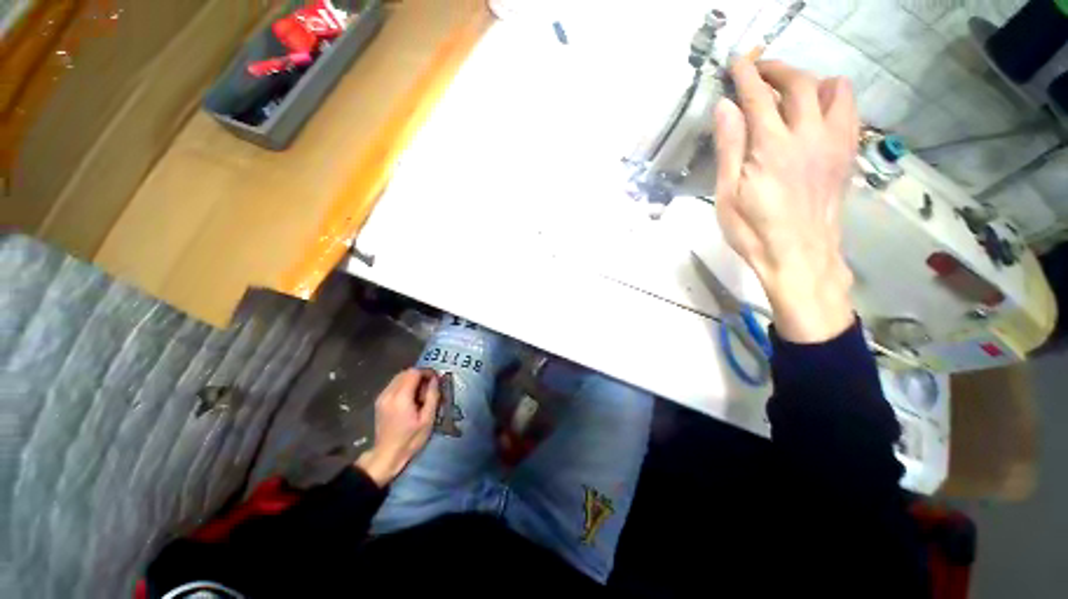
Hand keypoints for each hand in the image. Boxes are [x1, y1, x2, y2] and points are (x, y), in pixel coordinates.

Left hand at [356, 368, 440, 486]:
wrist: (386, 455)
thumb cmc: (410, 439)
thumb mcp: (427, 419)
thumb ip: (432, 396)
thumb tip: (435, 379)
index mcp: (401, 397)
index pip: (414, 372)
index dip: (427, 372)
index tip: (436, 379)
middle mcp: (389, 393)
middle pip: (406, 372)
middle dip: (420, 375)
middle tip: (430, 387)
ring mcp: (382, 397)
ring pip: (399, 377)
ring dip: (412, 380)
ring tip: (421, 393)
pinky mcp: (379, 401)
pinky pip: (394, 384)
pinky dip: (404, 385)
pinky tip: (410, 398)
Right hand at [714, 59, 857, 342]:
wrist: (799, 257)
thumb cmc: (753, 231)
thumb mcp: (728, 196)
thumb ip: (729, 148)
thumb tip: (724, 108)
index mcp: (772, 147)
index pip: (758, 97)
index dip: (745, 75)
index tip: (736, 61)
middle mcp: (808, 135)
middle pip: (798, 83)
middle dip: (776, 68)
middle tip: (758, 70)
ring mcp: (835, 143)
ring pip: (834, 89)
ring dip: (810, 80)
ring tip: (790, 91)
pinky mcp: (847, 155)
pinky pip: (850, 111)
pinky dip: (833, 99)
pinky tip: (816, 113)